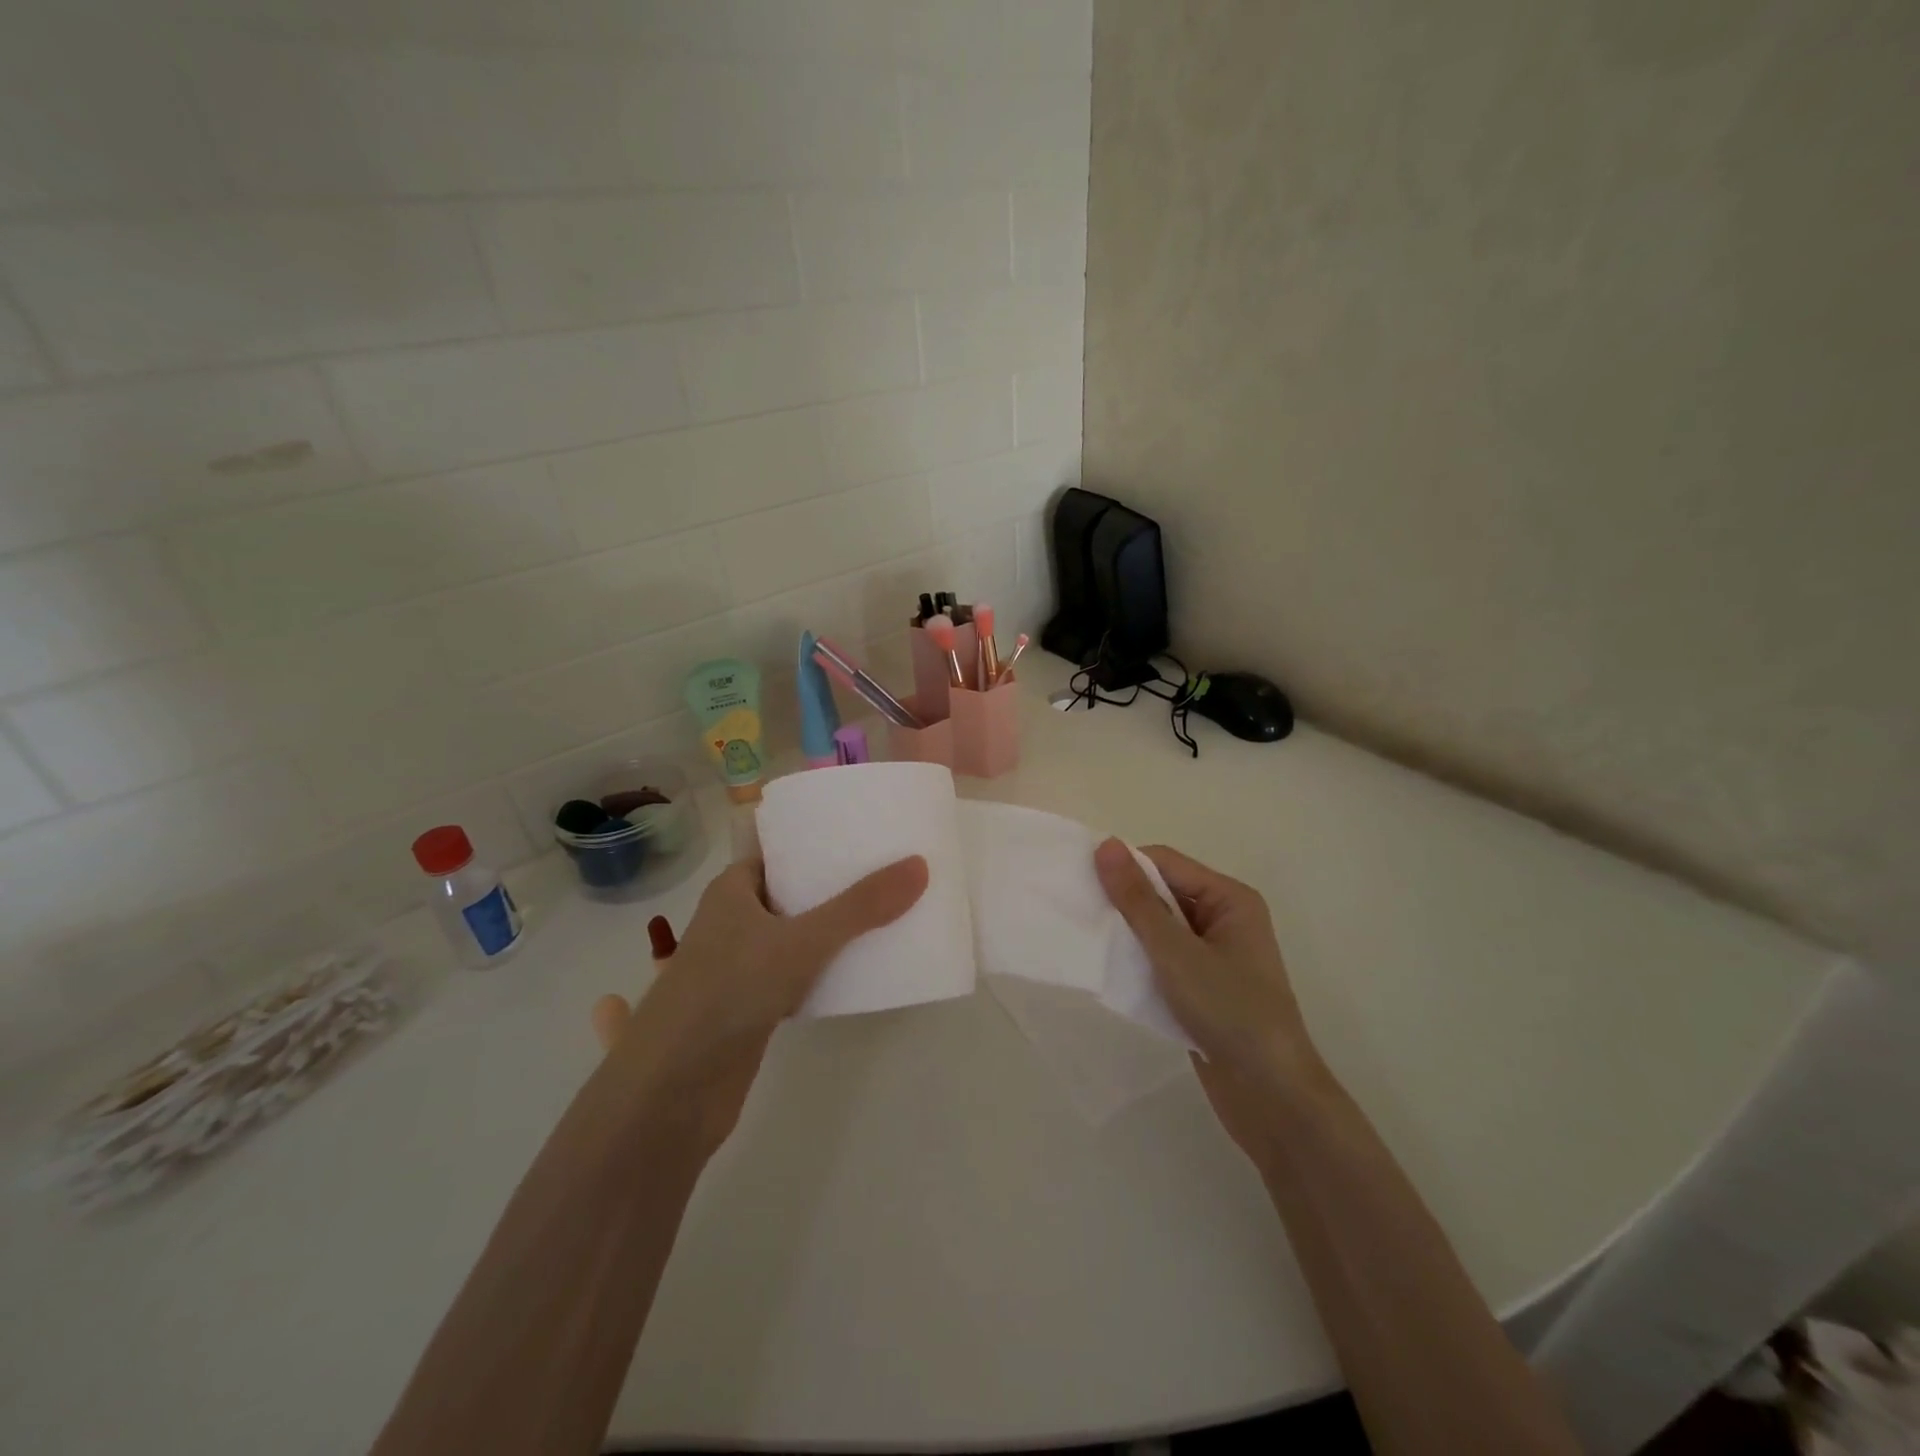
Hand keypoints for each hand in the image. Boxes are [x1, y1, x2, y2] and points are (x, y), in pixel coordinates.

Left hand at [590, 855, 927, 1157]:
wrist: (672, 1091)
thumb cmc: (728, 992)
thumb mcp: (802, 941)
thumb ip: (861, 907)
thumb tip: (919, 866)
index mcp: (732, 891)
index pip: (779, 854)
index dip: (818, 845)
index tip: (865, 839)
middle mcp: (732, 922)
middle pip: (792, 894)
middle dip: (835, 888)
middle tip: (888, 877)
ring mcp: (739, 968)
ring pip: (795, 938)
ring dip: (832, 932)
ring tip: (886, 918)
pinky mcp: (750, 1009)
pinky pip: (796, 976)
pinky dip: (823, 971)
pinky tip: (859, 973)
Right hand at [1094, 839, 1328, 1163]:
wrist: (1272, 1096)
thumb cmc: (1229, 1011)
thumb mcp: (1175, 952)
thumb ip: (1137, 900)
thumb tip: (1106, 845)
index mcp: (1230, 899)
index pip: (1166, 863)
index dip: (1124, 868)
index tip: (1080, 881)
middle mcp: (1225, 919)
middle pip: (1163, 893)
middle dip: (1124, 901)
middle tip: (1078, 911)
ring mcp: (1216, 956)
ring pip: (1161, 929)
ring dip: (1129, 934)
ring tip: (1088, 939)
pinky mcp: (1205, 988)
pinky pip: (1164, 960)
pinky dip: (1140, 962)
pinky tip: (1112, 971)